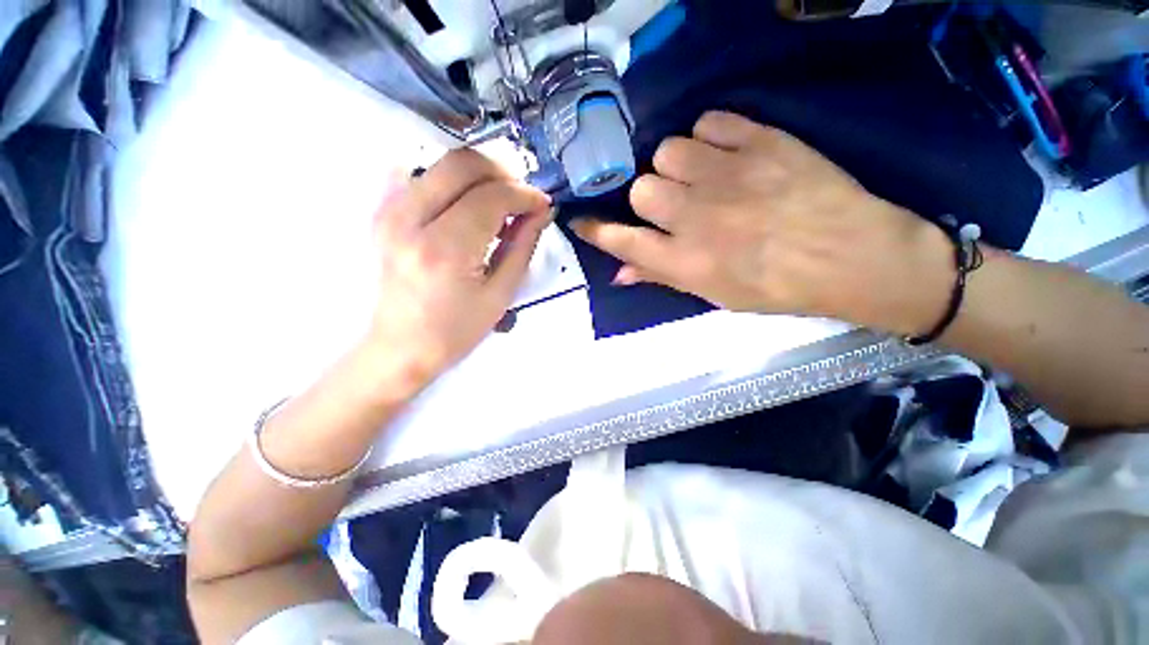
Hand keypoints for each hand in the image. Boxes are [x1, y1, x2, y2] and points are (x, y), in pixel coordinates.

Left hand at [365, 149, 551, 389]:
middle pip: (462, 163)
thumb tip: (542, 211)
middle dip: (502, 173)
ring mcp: (389, 211)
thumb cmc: (456, 330)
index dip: (525, 194)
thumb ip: (523, 245)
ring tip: (497, 207)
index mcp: (446, 249)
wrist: (401, 346)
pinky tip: (464, 207)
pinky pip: (419, 175)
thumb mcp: (501, 294)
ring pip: (442, 164)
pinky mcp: (382, 213)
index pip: (492, 196)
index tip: (543, 205)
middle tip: (521, 199)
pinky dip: (451, 182)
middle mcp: (411, 219)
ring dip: (479, 177)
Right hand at [570, 111, 953, 335]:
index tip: (580, 220)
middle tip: (673, 205)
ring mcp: (726, 175)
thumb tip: (618, 273)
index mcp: (685, 261)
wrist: (851, 255)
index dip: (594, 230)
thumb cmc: (777, 287)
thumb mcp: (713, 295)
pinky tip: (724, 153)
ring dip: (675, 166)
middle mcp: (695, 218)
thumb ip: (661, 278)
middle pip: (641, 189)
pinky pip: (708, 122)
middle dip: (649, 198)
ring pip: (667, 151)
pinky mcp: (759, 141)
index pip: (620, 240)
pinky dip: (708, 137)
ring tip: (699, 176)